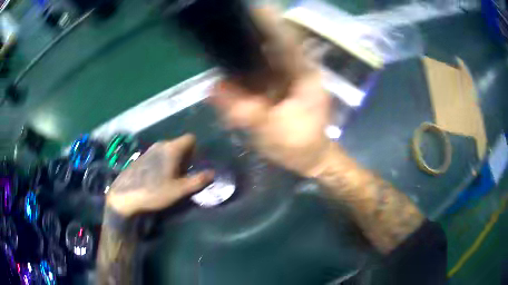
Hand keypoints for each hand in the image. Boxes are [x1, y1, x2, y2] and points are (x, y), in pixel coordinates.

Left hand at [106, 134, 213, 216]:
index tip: (193, 166)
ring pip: (167, 151)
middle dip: (185, 158)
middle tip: (183, 176)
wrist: (125, 195)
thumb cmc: (154, 191)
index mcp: (171, 149)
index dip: (195, 150)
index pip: (190, 138)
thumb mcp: (179, 190)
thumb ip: (197, 181)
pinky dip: (162, 163)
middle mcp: (160, 145)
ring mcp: (149, 150)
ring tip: (170, 179)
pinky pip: (157, 155)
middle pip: (179, 145)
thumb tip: (212, 173)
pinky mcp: (141, 157)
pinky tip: (156, 179)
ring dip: (173, 161)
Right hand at [209, 8, 333, 176]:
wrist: (312, 159)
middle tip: (226, 26)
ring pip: (264, 58)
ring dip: (244, 52)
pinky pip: (260, 73)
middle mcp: (297, 71)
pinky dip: (245, 71)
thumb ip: (242, 110)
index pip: (286, 41)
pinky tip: (229, 72)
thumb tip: (212, 89)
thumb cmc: (300, 146)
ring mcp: (289, 79)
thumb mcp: (271, 131)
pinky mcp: (280, 88)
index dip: (270, 23)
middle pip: (272, 44)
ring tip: (223, 44)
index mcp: (305, 76)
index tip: (254, 8)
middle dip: (250, 34)